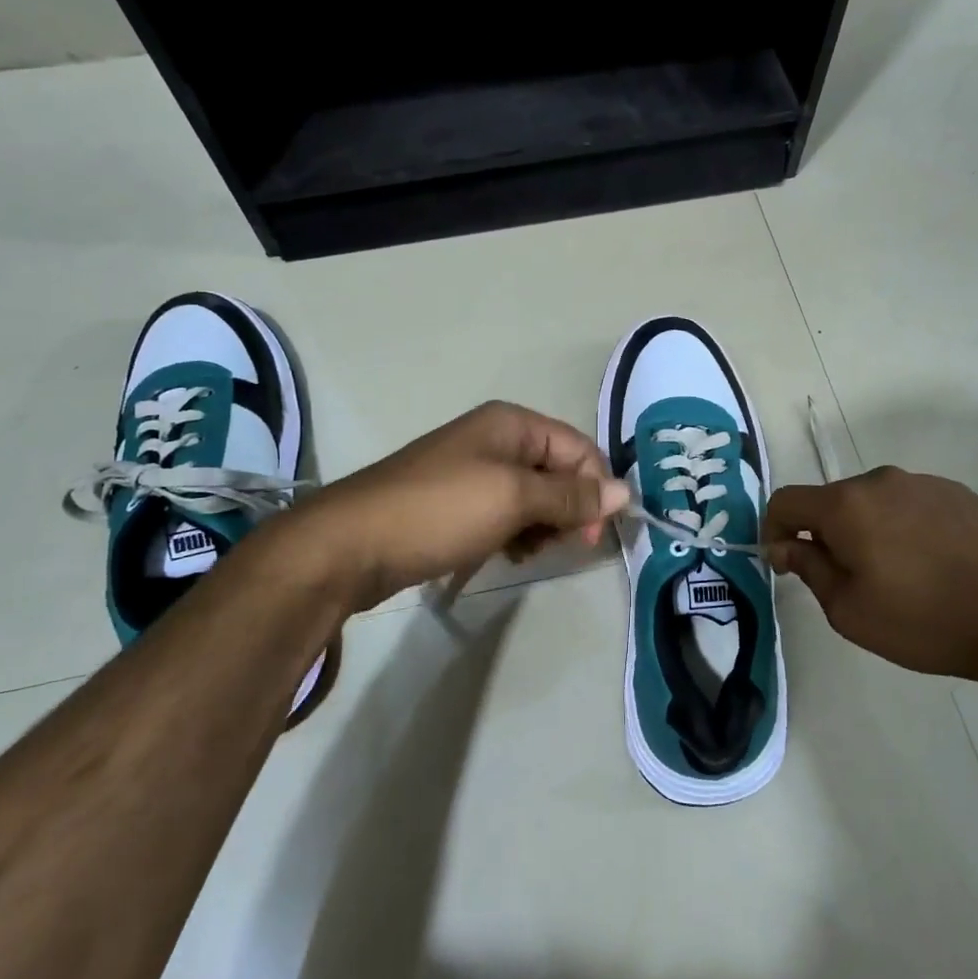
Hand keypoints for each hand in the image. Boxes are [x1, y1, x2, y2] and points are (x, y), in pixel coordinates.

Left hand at [276, 402, 629, 611]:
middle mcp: (496, 439)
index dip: (596, 488)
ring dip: (543, 526)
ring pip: (535, 497)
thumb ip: (572, 496)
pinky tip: (508, 554)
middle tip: (561, 546)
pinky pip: (506, 514)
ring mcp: (473, 472)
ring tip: (528, 551)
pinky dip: (517, 534)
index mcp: (512, 424)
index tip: (595, 535)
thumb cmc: (440, 510)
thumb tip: (626, 491)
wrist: (351, 545)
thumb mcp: (514, 499)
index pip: (579, 448)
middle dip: (569, 509)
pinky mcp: (457, 504)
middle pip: (559, 472)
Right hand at [762, 467, 977, 680]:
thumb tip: (784, 546)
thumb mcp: (849, 610)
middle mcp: (879, 481)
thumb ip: (808, 569)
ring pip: (871, 502)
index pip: (785, 501)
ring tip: (895, 574)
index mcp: (845, 505)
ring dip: (865, 530)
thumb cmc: (924, 620)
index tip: (786, 564)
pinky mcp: (956, 493)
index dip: (773, 530)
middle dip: (824, 534)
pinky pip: (909, 504)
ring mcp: (921, 483)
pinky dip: (902, 527)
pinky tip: (929, 564)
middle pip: (830, 501)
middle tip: (846, 580)